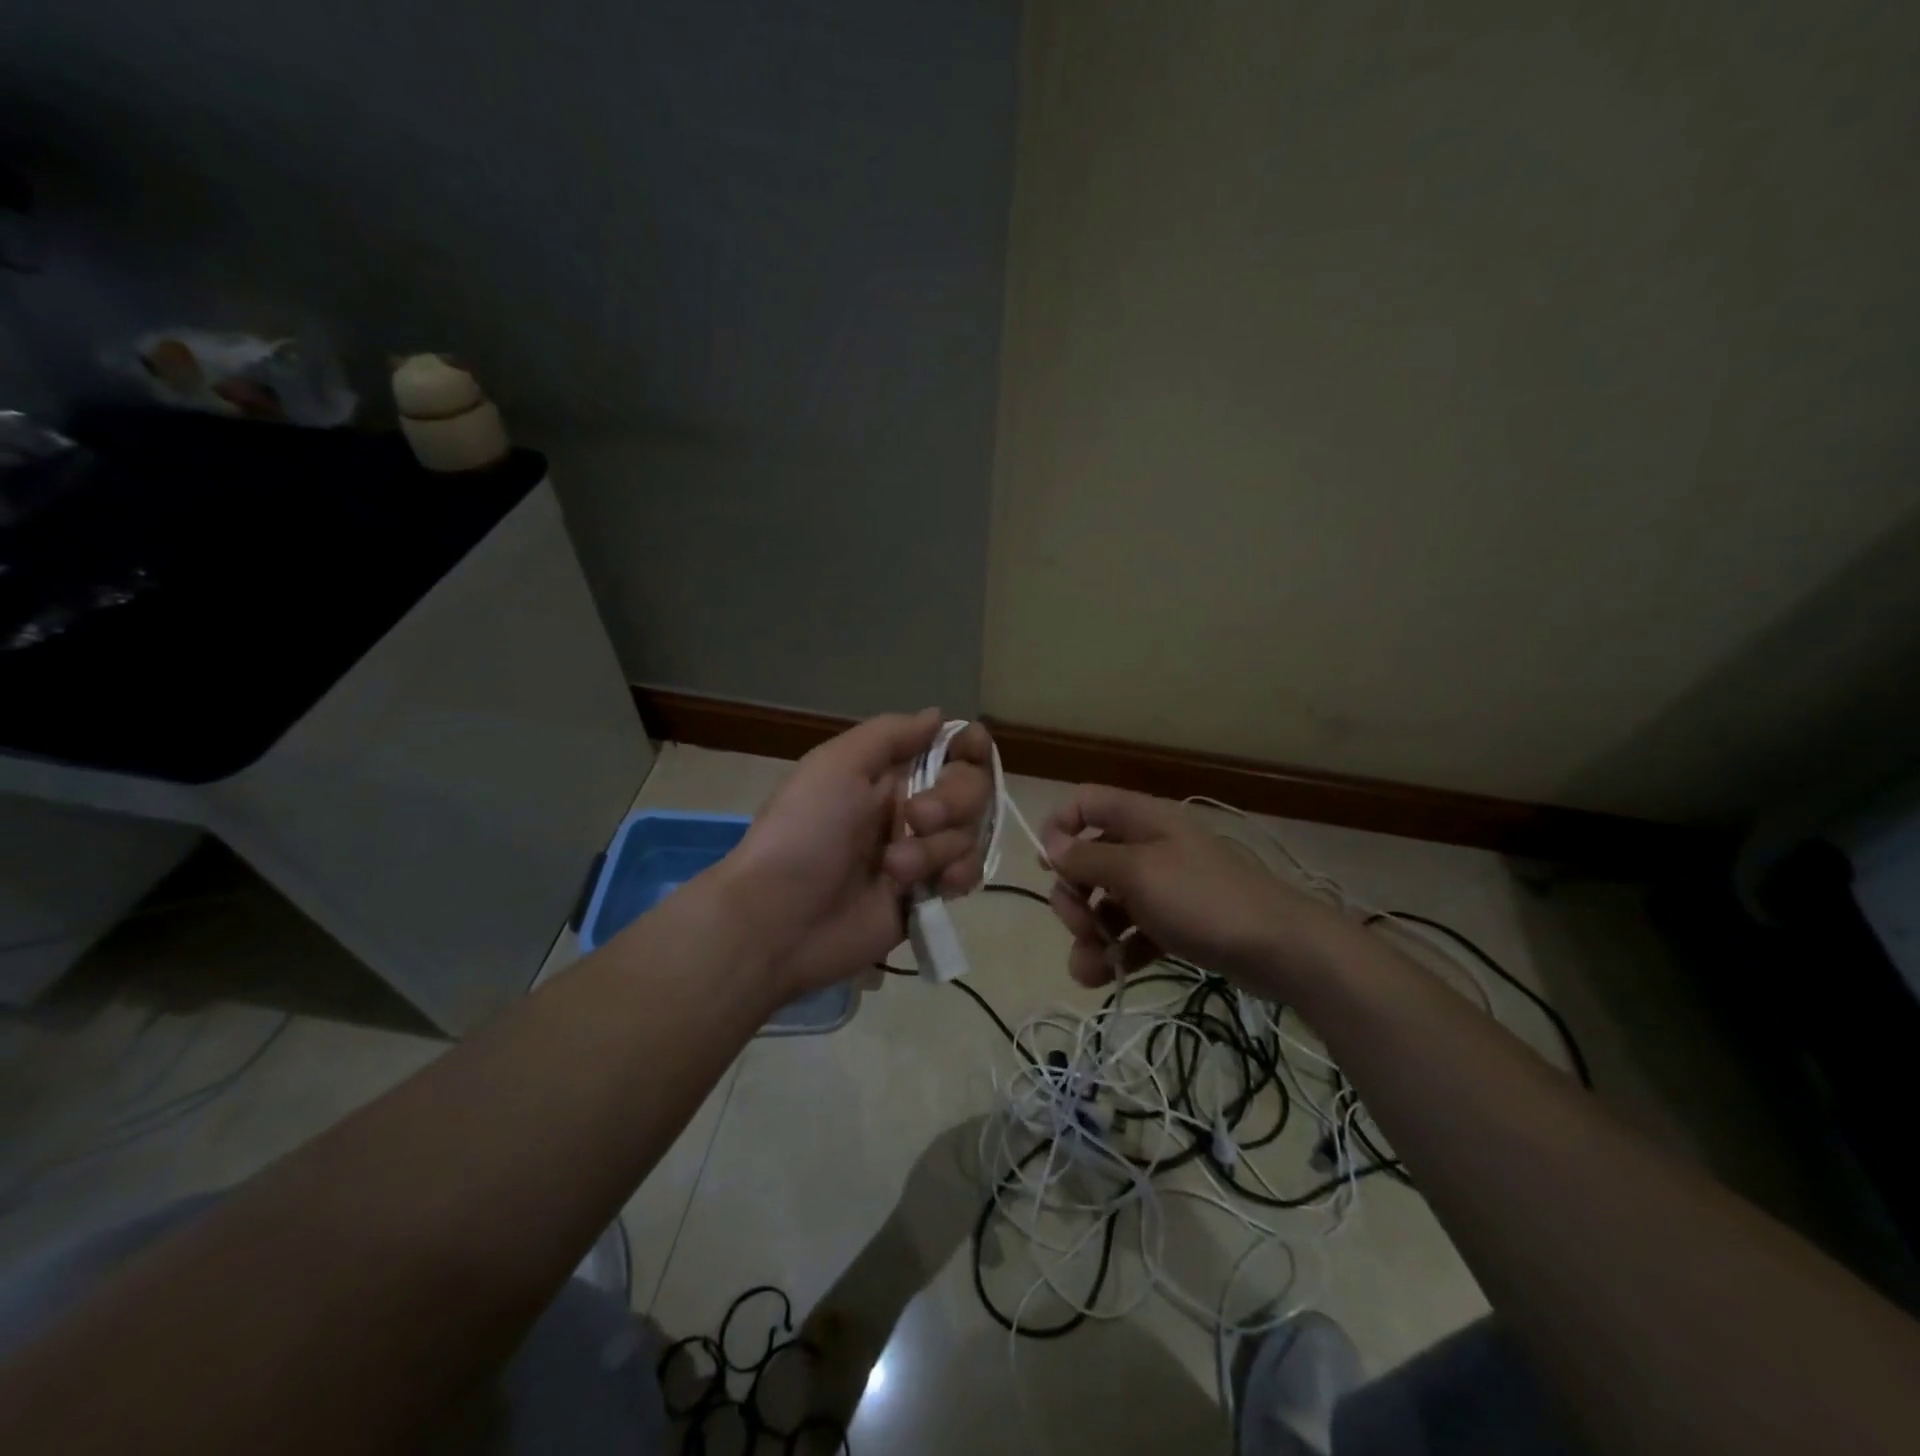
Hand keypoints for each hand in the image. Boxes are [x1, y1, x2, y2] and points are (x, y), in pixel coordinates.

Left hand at [721, 711, 993, 993]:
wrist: (779, 920)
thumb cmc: (804, 832)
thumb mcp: (836, 766)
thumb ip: (890, 734)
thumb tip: (939, 715)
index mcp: (887, 773)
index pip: (948, 747)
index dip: (970, 745)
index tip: (972, 749)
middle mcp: (910, 807)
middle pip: (971, 787)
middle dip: (953, 800)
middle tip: (917, 819)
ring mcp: (921, 853)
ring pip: (969, 832)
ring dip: (937, 848)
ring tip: (895, 870)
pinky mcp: (926, 895)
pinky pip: (967, 874)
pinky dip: (959, 875)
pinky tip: (937, 887)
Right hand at [1040, 785, 1351, 994]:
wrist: (1280, 949)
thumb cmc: (1203, 900)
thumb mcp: (1138, 874)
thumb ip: (1088, 858)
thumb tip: (1049, 844)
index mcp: (1140, 819)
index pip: (1084, 803)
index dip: (1058, 828)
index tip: (1047, 867)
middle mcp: (1147, 845)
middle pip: (1088, 859)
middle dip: (1073, 896)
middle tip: (1080, 926)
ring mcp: (1162, 885)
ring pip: (1106, 901)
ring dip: (1089, 933)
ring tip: (1090, 967)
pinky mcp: (1174, 922)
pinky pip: (1131, 930)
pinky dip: (1117, 951)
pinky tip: (1109, 976)